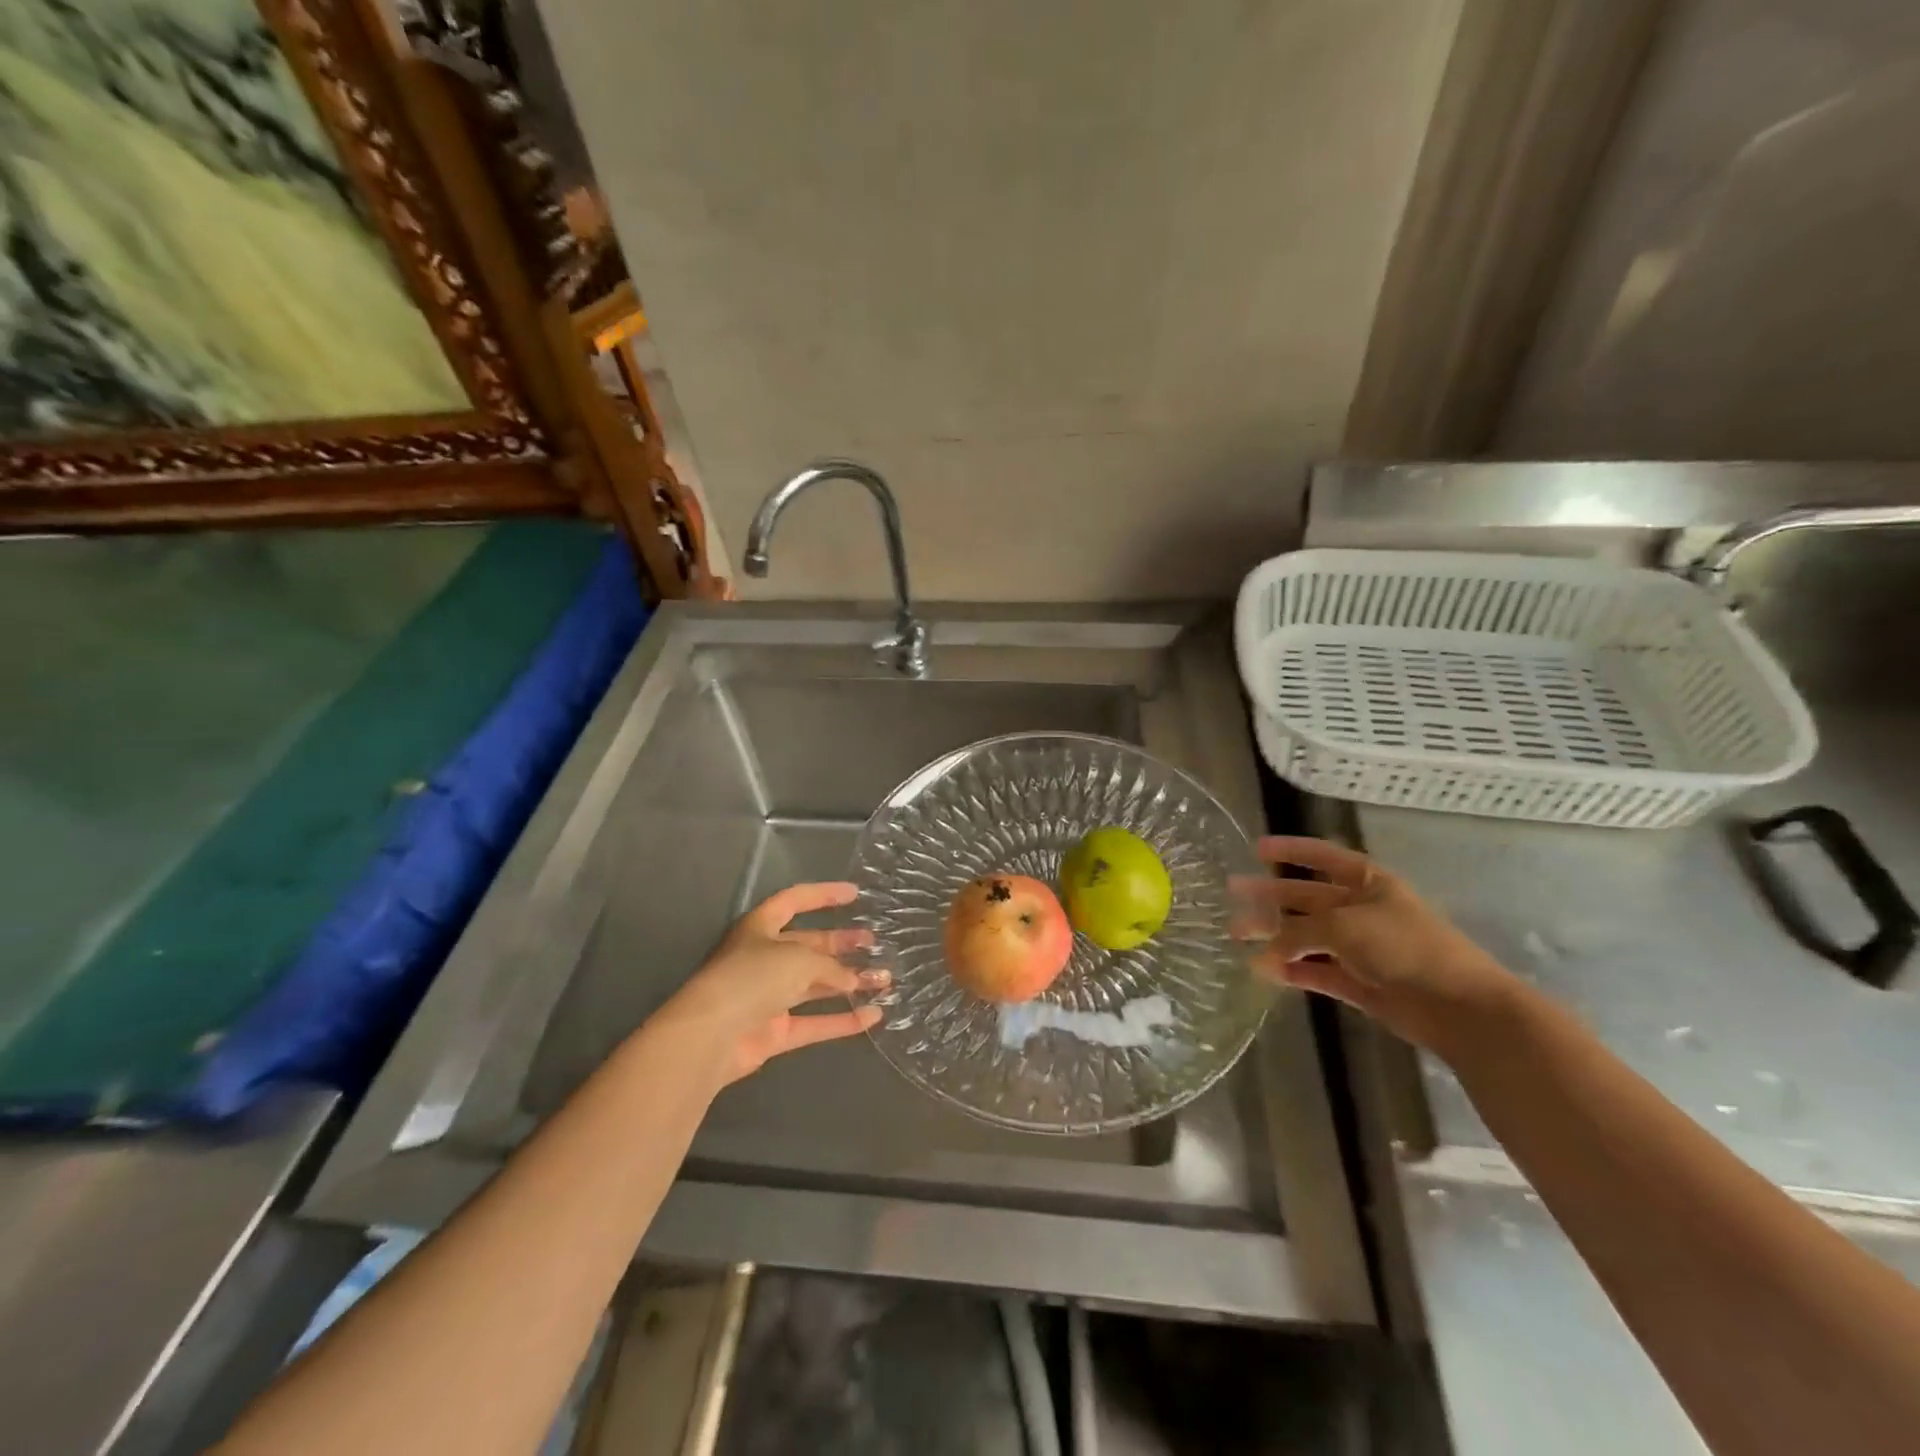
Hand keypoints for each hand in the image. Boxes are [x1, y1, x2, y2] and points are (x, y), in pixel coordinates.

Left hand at [655, 882, 887, 1085]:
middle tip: (874, 942)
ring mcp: (769, 996)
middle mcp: (765, 958)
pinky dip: (842, 1020)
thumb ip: (831, 967)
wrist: (712, 1035)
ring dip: (849, 982)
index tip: (855, 894)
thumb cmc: (752, 977)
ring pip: (816, 985)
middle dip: (842, 943)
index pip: (795, 901)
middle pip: (810, 945)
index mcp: (761, 927)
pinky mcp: (775, 1031)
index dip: (824, 895)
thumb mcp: (799, 959)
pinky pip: (815, 1023)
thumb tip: (854, 980)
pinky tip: (873, 1016)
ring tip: (884, 979)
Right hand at [1231, 836, 1516, 1053]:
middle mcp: (1361, 909)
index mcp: (1367, 882)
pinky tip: (1265, 970)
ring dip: (1274, 936)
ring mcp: (1360, 947)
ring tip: (1236, 937)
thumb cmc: (1404, 947)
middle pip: (1306, 897)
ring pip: (1306, 935)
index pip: (1322, 856)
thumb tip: (1260, 952)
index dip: (1291, 850)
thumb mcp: (1342, 926)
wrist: (1458, 1006)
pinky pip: (1316, 970)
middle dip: (1270, 896)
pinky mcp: (1358, 982)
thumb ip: (1296, 932)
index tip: (1256, 848)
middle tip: (1232, 895)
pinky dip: (1292, 969)